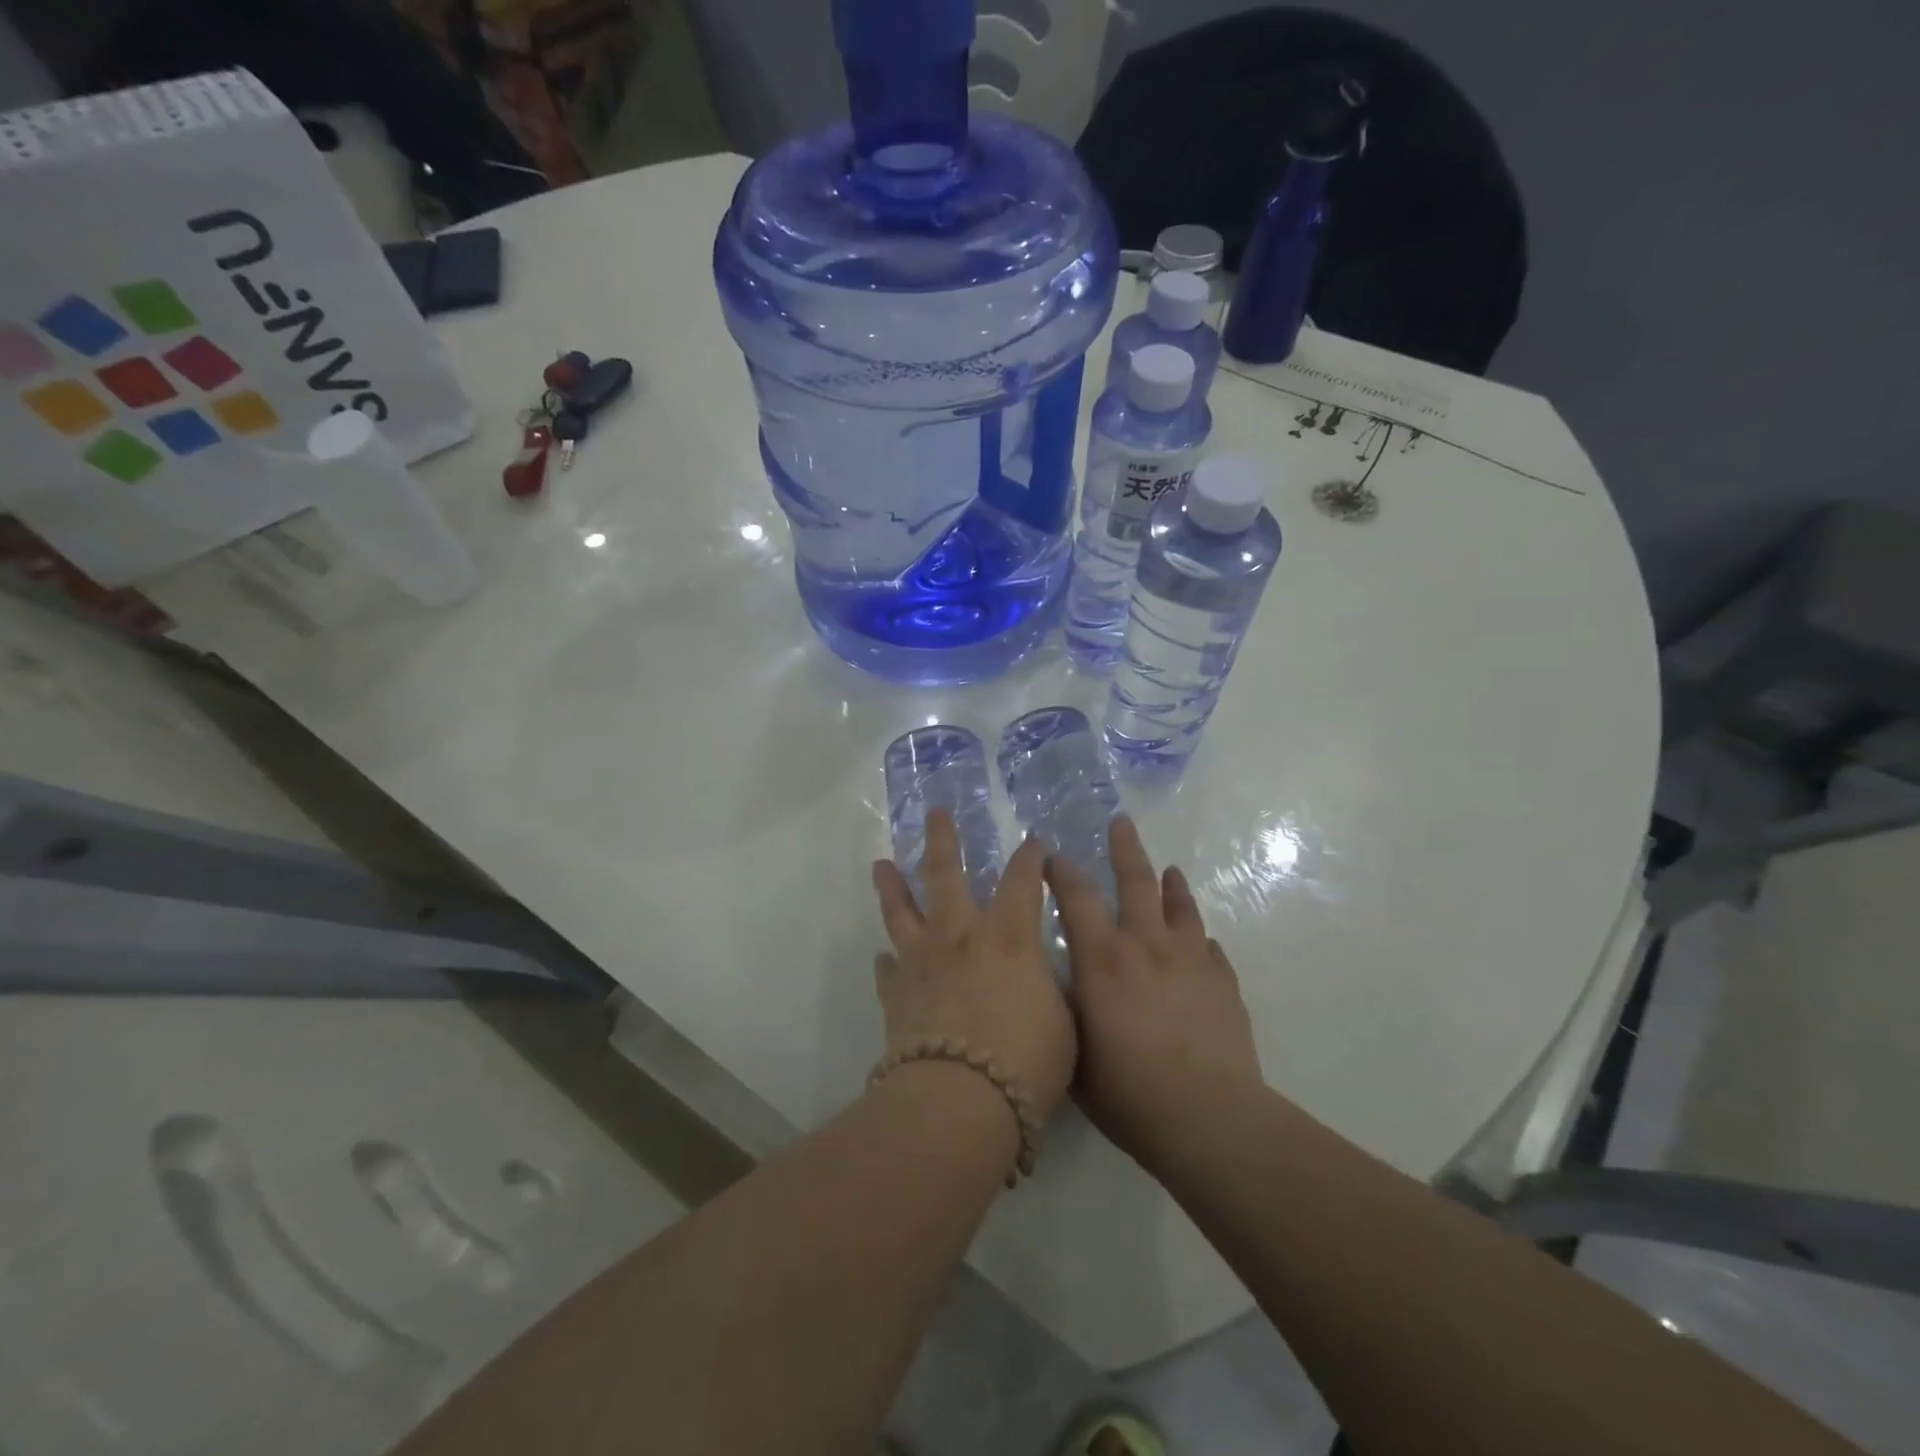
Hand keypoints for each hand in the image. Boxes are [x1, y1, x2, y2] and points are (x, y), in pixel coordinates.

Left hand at [871, 811, 1077, 1121]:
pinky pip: (887, 969)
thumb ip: (1046, 989)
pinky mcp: (895, 994)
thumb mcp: (1062, 1021)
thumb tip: (1035, 979)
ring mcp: (921, 962)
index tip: (1033, 841)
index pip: (1022, 880)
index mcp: (1007, 936)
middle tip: (934, 813)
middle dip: (941, 840)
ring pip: (901, 911)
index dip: (1030, 857)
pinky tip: (885, 958)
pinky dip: (888, 961)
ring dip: (892, 886)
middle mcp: (960, 936)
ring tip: (881, 865)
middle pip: (944, 874)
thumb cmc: (1026, 1061)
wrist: (960, 1100)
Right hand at [1047, 814, 1262, 1169]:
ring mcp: (1191, 960)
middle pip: (1137, 881)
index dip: (1061, 872)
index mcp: (1103, 958)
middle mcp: (1146, 945)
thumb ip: (1067, 1008)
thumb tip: (1062, 982)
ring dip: (1173, 885)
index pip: (1077, 897)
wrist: (1207, 1118)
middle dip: (1125, 848)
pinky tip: (1201, 943)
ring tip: (1171, 870)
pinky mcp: (1223, 983)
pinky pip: (1211, 949)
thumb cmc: (1127, 1092)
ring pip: (1181, 907)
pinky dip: (1201, 939)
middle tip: (1122, 822)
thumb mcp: (1074, 1050)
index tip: (1052, 855)